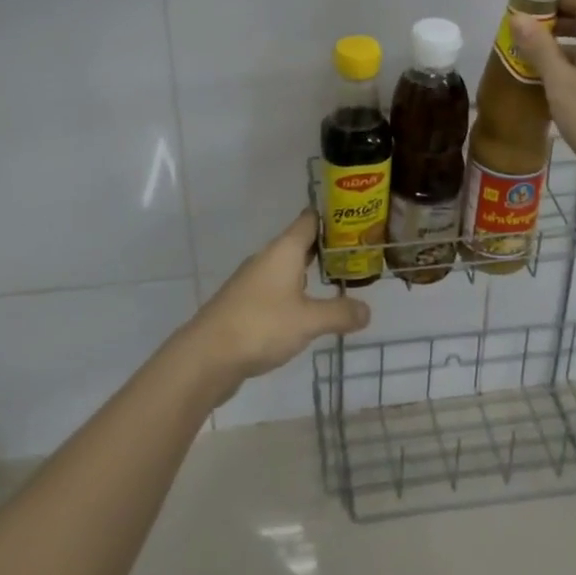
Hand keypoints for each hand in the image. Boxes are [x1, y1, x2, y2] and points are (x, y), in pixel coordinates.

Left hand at [183, 211, 371, 401]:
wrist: (207, 356)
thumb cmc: (261, 325)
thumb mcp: (309, 321)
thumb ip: (340, 313)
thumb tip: (368, 310)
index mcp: (284, 250)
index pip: (310, 220)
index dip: (332, 218)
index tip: (356, 221)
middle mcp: (268, 258)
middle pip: (300, 243)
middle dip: (326, 249)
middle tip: (356, 256)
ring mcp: (253, 281)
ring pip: (287, 267)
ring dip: (309, 273)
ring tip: (337, 283)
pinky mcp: (244, 303)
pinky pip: (276, 289)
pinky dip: (294, 293)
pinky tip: (306, 311)